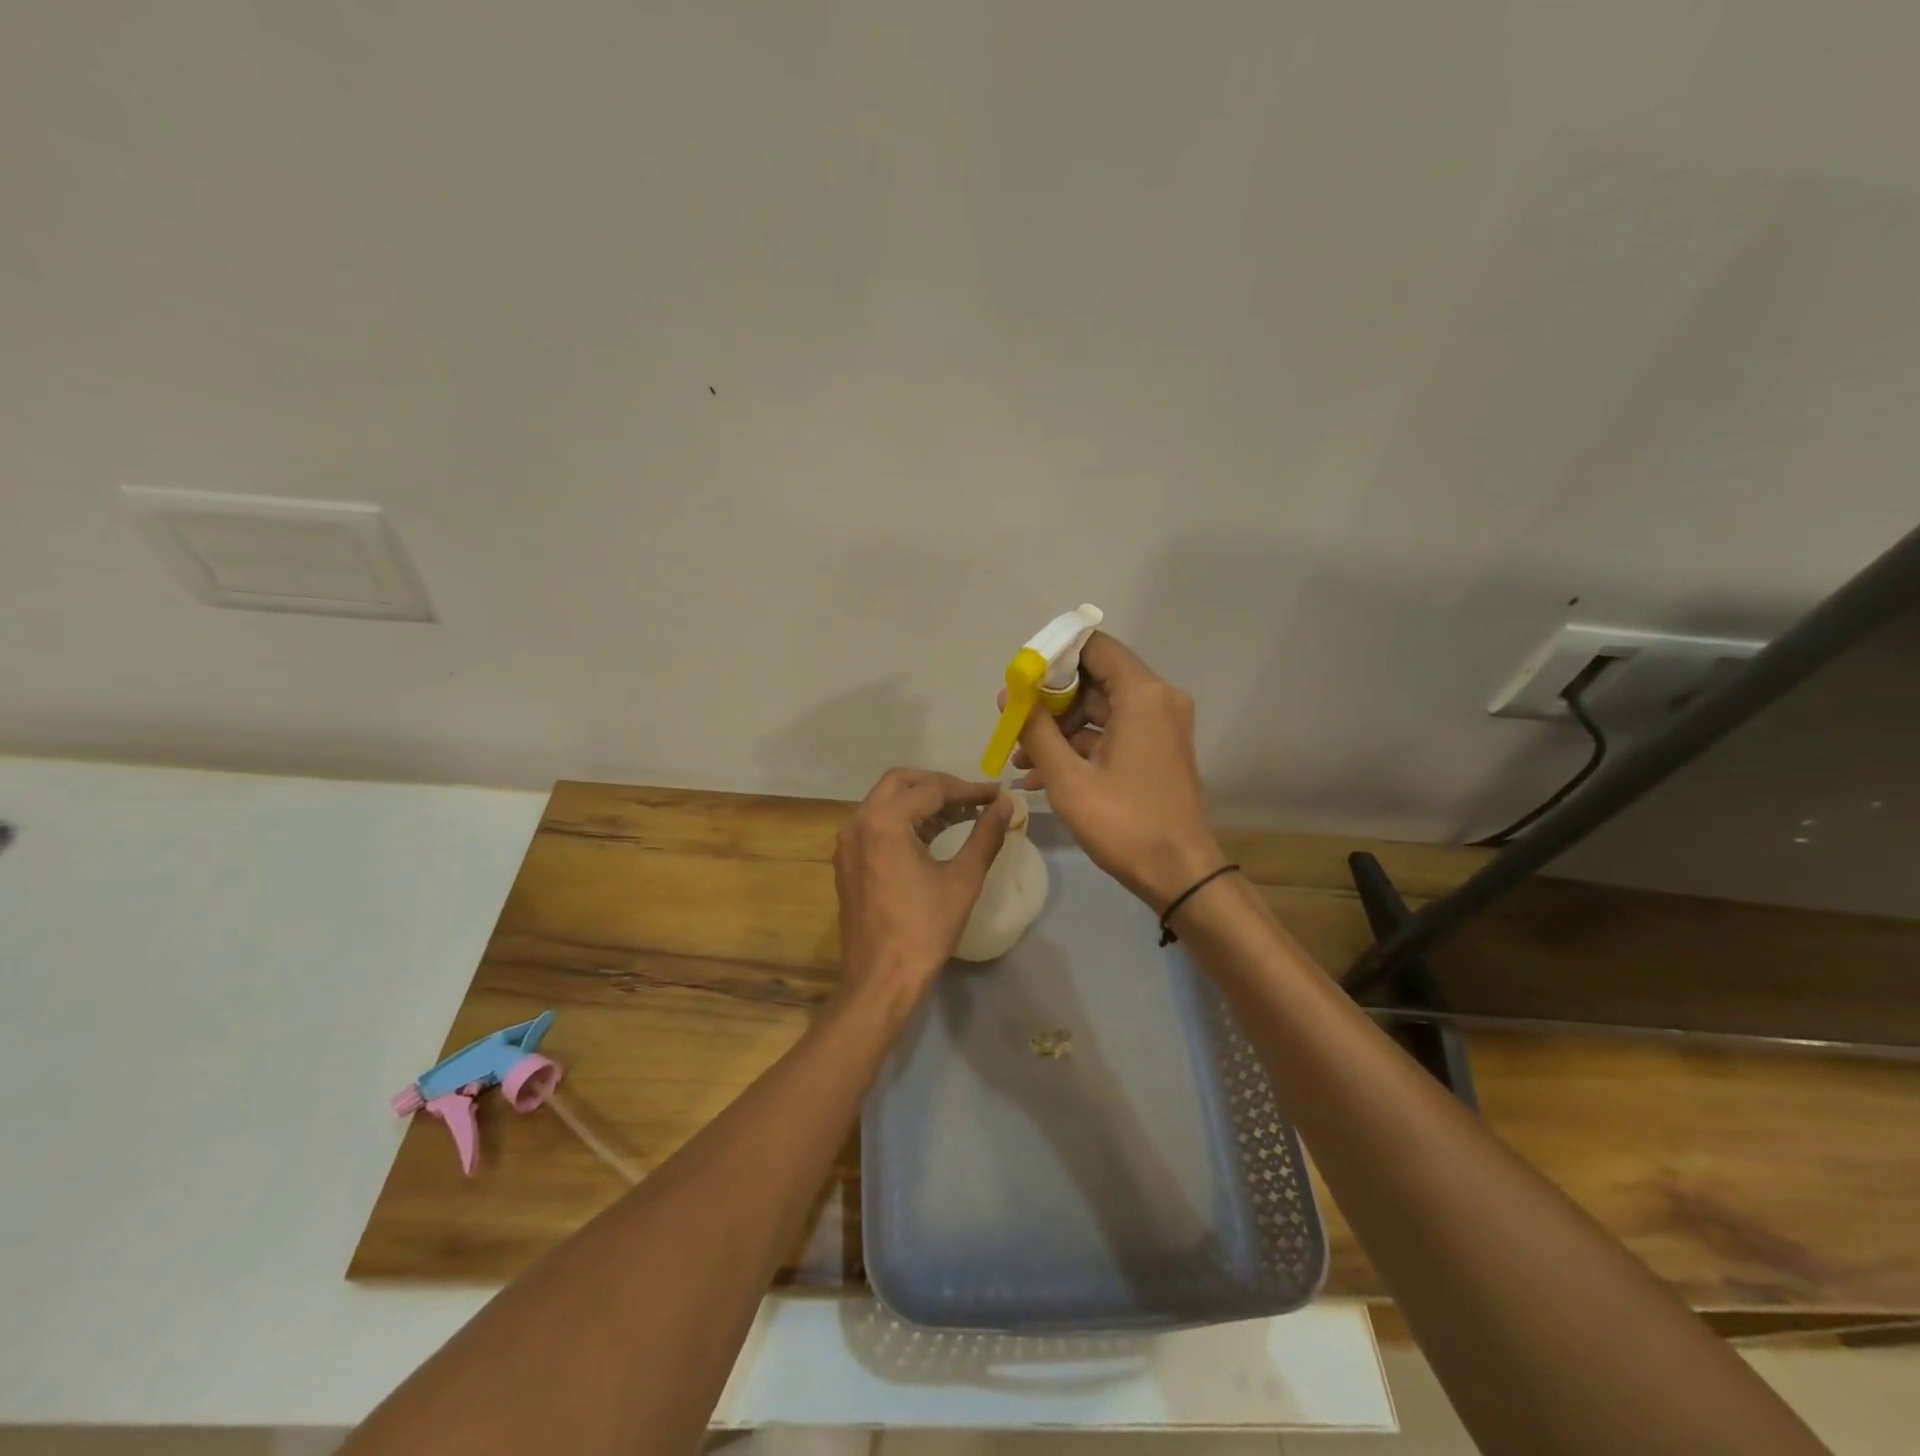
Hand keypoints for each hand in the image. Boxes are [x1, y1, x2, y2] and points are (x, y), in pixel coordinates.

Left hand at [833, 769, 1013, 1009]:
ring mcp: (848, 842)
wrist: (880, 979)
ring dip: (919, 800)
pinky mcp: (847, 861)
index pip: (931, 789)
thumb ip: (985, 835)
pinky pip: (875, 823)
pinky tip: (930, 835)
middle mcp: (858, 823)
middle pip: (900, 782)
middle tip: (973, 799)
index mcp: (884, 823)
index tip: (997, 796)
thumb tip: (1006, 804)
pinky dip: (903, 819)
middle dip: (938, 785)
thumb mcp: (962, 880)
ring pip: (885, 801)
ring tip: (958, 814)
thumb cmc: (924, 929)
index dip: (968, 789)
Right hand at [1013, 632, 1223, 908]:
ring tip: (1020, 760)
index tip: (1020, 680)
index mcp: (1142, 695)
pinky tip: (1041, 775)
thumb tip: (1008, 695)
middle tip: (1013, 724)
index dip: (1052, 657)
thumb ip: (1035, 730)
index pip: (1093, 647)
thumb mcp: (1068, 778)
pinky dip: (1079, 746)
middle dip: (1049, 701)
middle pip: (1093, 679)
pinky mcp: (1157, 747)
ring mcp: (1160, 724)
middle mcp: (1157, 699)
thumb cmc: (1124, 824)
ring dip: (1058, 730)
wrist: (1179, 874)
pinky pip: (1111, 732)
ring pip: (1098, 708)